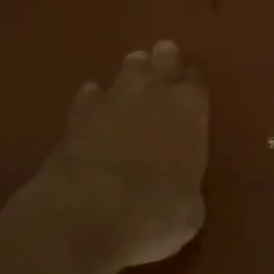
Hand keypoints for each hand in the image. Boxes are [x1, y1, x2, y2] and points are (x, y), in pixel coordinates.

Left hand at [45, 40, 209, 272]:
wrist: (87, 213)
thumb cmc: (155, 212)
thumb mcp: (190, 210)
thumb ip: (188, 186)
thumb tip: (181, 189)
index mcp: (190, 107)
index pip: (197, 82)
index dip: (194, 86)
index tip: (193, 90)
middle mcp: (154, 91)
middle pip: (163, 60)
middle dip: (164, 61)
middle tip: (164, 60)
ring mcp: (112, 99)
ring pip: (127, 70)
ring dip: (131, 73)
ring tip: (133, 80)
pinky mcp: (76, 115)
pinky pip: (90, 96)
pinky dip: (93, 100)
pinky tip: (93, 108)